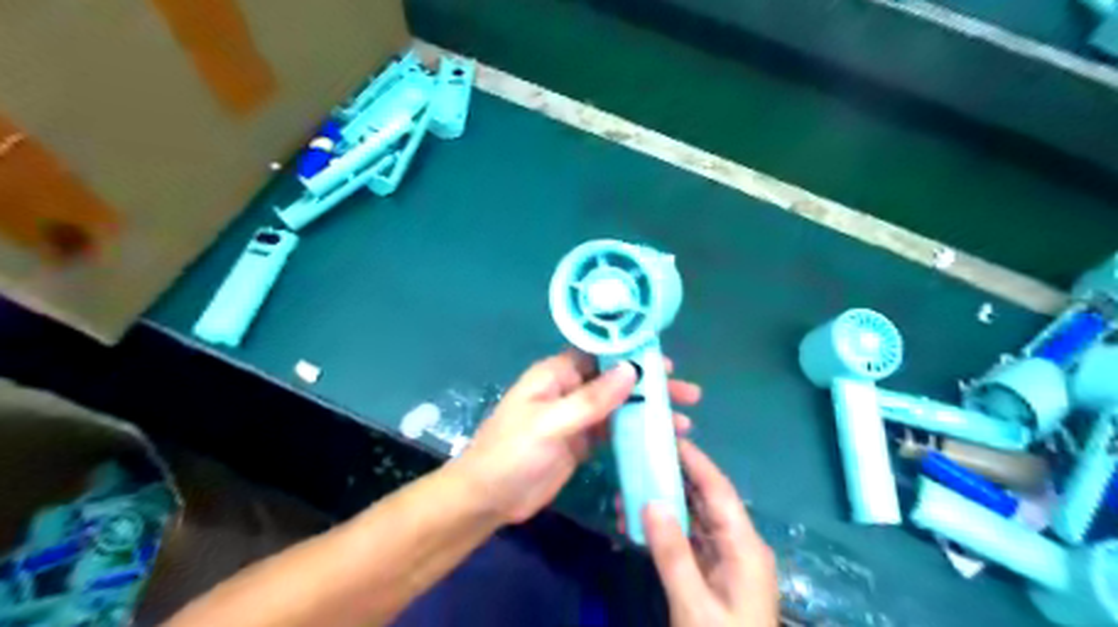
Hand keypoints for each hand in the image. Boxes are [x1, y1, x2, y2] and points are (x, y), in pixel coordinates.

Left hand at [454, 352, 695, 523]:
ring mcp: (578, 417)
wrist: (488, 498)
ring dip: (649, 409)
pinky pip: (615, 430)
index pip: (599, 352)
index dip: (631, 352)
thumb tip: (631, 370)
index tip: (664, 361)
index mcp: (557, 374)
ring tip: (685, 420)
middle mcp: (570, 389)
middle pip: (616, 379)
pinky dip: (638, 431)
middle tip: (687, 393)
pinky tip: (661, 437)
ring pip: (620, 405)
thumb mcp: (550, 424)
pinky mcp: (583, 441)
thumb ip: (590, 400)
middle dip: (650, 384)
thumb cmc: (511, 453)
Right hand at [647, 442, 779, 626]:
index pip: (719, 491)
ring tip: (635, 483)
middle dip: (676, 477)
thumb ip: (673, 553)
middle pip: (708, 499)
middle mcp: (739, 545)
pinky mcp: (715, 572)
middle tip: (643, 455)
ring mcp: (728, 560)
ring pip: (697, 518)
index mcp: (745, 547)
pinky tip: (643, 520)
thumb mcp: (694, 606)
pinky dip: (668, 527)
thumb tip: (650, 501)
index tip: (669, 438)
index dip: (696, 462)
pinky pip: (691, 539)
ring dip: (668, 501)